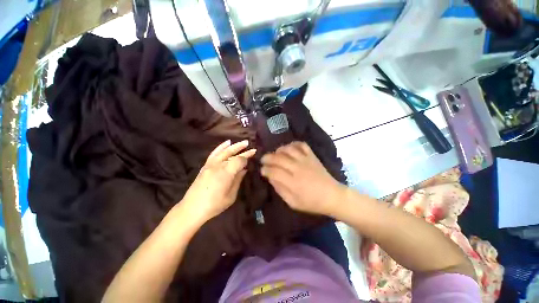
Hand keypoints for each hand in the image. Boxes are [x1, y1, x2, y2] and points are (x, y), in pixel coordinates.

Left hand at [182, 140, 255, 223]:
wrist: (192, 208)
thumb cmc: (214, 204)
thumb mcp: (231, 195)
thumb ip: (238, 180)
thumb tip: (243, 170)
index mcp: (226, 173)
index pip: (239, 160)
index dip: (246, 159)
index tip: (251, 160)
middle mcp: (218, 165)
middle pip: (233, 154)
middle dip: (243, 150)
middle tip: (252, 148)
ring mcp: (210, 164)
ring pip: (224, 151)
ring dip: (235, 146)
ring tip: (243, 143)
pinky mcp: (206, 165)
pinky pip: (215, 153)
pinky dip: (221, 147)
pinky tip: (227, 143)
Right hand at [260, 142, 344, 215]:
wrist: (332, 196)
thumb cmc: (312, 202)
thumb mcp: (292, 203)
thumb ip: (280, 190)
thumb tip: (270, 178)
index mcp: (292, 183)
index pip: (273, 172)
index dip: (265, 170)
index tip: (262, 170)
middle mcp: (297, 168)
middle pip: (278, 158)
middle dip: (267, 158)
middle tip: (263, 160)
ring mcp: (305, 160)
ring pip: (288, 149)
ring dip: (279, 150)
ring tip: (275, 154)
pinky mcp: (312, 156)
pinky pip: (302, 145)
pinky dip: (293, 144)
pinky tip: (289, 148)